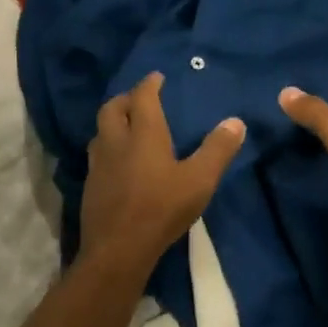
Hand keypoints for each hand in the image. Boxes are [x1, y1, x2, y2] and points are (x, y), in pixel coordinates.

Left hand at [79, 72, 244, 269]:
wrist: (118, 249)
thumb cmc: (161, 209)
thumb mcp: (199, 180)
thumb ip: (218, 150)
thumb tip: (236, 122)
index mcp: (143, 134)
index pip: (142, 97)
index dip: (149, 84)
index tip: (157, 77)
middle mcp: (116, 142)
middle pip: (112, 108)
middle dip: (126, 98)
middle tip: (140, 99)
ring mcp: (98, 165)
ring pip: (100, 132)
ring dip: (113, 123)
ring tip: (128, 127)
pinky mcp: (90, 186)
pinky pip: (98, 156)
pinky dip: (109, 148)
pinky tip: (119, 163)